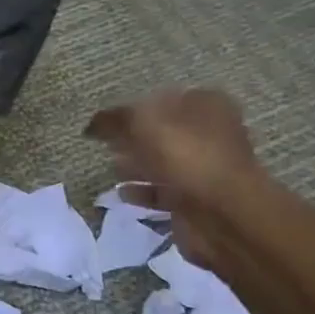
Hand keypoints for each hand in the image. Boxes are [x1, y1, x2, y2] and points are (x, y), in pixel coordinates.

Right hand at [85, 88, 261, 269]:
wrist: (222, 215)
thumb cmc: (186, 157)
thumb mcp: (142, 124)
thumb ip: (115, 119)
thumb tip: (92, 124)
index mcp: (206, 105)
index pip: (164, 98)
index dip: (135, 107)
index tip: (108, 121)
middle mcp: (211, 133)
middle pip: (164, 131)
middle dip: (135, 137)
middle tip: (107, 143)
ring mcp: (206, 169)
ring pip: (163, 162)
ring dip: (137, 165)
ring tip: (111, 166)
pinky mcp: (197, 200)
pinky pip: (163, 191)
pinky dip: (143, 191)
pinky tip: (122, 193)